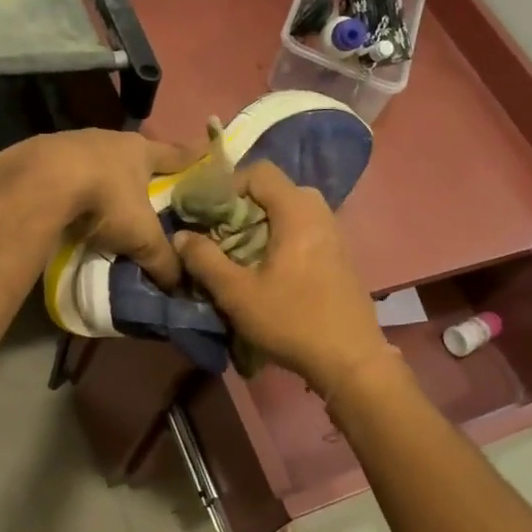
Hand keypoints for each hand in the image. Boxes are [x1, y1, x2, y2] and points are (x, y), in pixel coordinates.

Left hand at [24, 129, 189, 289]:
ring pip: (98, 160)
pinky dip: (72, 184)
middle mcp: (110, 139)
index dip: (191, 159)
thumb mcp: (141, 237)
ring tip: (107, 198)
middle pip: (134, 154)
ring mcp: (74, 141)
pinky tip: (70, 201)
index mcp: (141, 150)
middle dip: (141, 170)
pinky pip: (66, 170)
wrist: (41, 182)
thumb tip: (179, 284)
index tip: (203, 156)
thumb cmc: (105, 200)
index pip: (175, 154)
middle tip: (150, 187)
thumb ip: (163, 260)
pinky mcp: (43, 153)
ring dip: (103, 177)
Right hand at [173, 162, 388, 393]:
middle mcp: (320, 212)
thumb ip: (204, 260)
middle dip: (243, 207)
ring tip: (239, 254)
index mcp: (297, 211)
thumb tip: (180, 236)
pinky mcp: (339, 254)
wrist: (351, 359)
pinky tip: (268, 270)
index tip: (207, 214)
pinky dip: (281, 237)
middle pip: (274, 190)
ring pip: (289, 211)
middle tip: (220, 234)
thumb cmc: (292, 321)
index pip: (259, 171)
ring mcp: (334, 233)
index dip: (228, 185)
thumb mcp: (237, 293)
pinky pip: (304, 229)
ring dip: (261, 225)